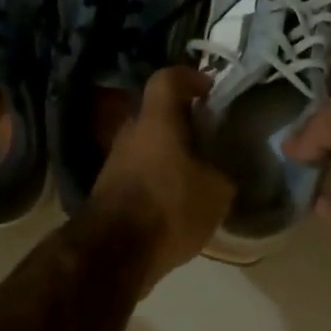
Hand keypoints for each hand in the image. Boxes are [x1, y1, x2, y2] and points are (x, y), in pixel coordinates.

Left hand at [89, 66, 236, 291]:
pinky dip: (157, 178)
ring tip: (196, 175)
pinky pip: (138, 172)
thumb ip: (222, 173)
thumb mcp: (216, 192)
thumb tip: (221, 172)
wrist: (113, 253)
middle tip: (208, 137)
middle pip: (156, 114)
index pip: (167, 79)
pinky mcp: (107, 190)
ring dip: (169, 154)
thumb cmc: (169, 208)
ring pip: (146, 145)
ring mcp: (114, 162)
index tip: (209, 90)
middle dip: (181, 122)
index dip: (189, 78)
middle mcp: (130, 133)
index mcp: (156, 121)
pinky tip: (176, 201)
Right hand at [281, 60, 330, 278]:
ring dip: (309, 157)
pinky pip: (330, 202)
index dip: (324, 70)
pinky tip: (285, 187)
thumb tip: (292, 147)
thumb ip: (316, 123)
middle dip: (310, 116)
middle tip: (271, 112)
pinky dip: (311, 198)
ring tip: (271, 148)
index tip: (286, 73)